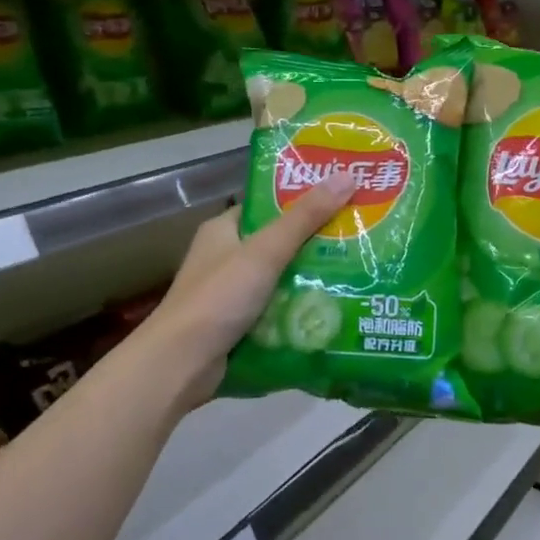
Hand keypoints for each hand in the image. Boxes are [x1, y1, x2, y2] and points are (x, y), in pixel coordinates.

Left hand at [142, 172, 357, 405]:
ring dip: (310, 280)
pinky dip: (299, 310)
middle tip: (358, 239)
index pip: (268, 206)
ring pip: (280, 279)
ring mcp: (230, 294)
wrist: (181, 364)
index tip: (342, 199)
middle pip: (278, 243)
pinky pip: (276, 310)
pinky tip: (332, 310)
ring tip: (357, 273)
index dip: (302, 200)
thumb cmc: (219, 298)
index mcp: (223, 230)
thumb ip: (305, 218)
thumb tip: (347, 175)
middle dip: (315, 244)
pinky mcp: (238, 325)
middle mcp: (225, 258)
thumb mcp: (265, 251)